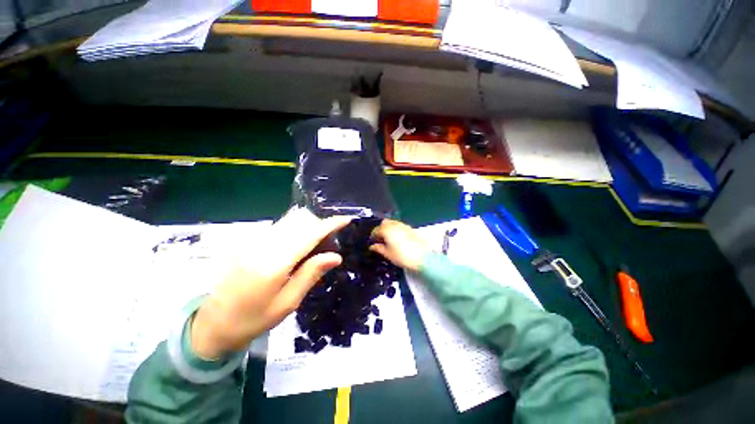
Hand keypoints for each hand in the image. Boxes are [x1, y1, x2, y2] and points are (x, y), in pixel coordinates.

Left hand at [191, 208, 351, 358]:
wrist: (212, 323)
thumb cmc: (253, 319)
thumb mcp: (288, 302)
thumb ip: (311, 274)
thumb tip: (336, 256)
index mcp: (275, 262)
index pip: (310, 234)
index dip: (330, 224)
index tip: (347, 219)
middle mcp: (263, 244)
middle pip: (300, 220)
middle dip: (320, 225)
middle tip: (329, 243)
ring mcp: (252, 240)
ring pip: (290, 220)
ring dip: (308, 226)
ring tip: (314, 246)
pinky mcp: (248, 240)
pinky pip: (280, 226)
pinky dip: (295, 230)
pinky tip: (295, 248)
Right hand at [369, 219, 428, 272]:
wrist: (422, 258)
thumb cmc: (402, 256)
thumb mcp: (388, 254)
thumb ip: (378, 248)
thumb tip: (372, 246)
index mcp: (387, 230)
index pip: (376, 230)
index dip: (373, 237)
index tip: (373, 243)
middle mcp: (394, 225)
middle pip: (384, 223)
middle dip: (380, 230)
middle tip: (380, 240)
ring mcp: (403, 225)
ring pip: (392, 223)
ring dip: (388, 229)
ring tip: (389, 240)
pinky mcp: (410, 228)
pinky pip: (399, 226)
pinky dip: (396, 230)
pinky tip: (397, 239)